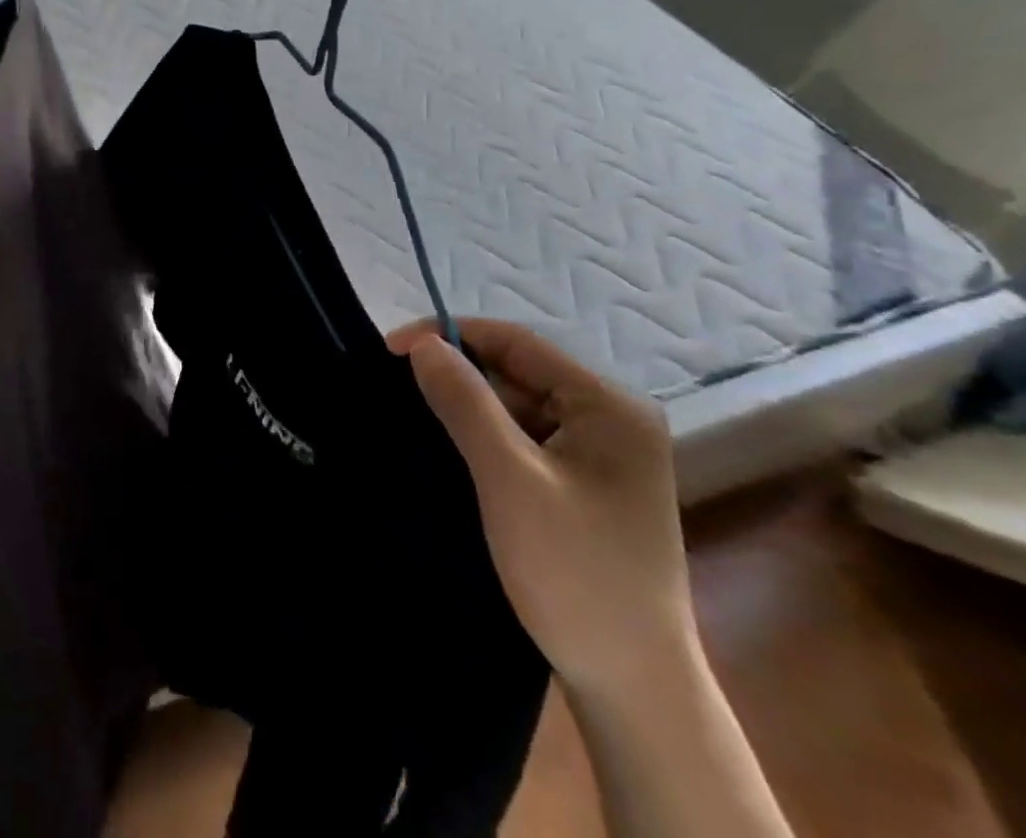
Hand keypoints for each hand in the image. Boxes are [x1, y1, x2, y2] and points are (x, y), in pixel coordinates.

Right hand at [388, 318, 693, 702]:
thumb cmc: (574, 573)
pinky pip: (526, 440)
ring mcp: (603, 454)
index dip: (451, 336)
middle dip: (459, 376)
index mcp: (609, 406)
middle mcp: (612, 419)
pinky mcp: (587, 484)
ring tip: (420, 420)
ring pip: (518, 407)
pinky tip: (455, 453)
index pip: (516, 343)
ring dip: (470, 409)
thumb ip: (465, 402)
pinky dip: (487, 439)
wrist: (633, 689)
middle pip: (518, 373)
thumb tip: (422, 344)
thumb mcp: (509, 478)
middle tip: (400, 390)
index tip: (391, 349)